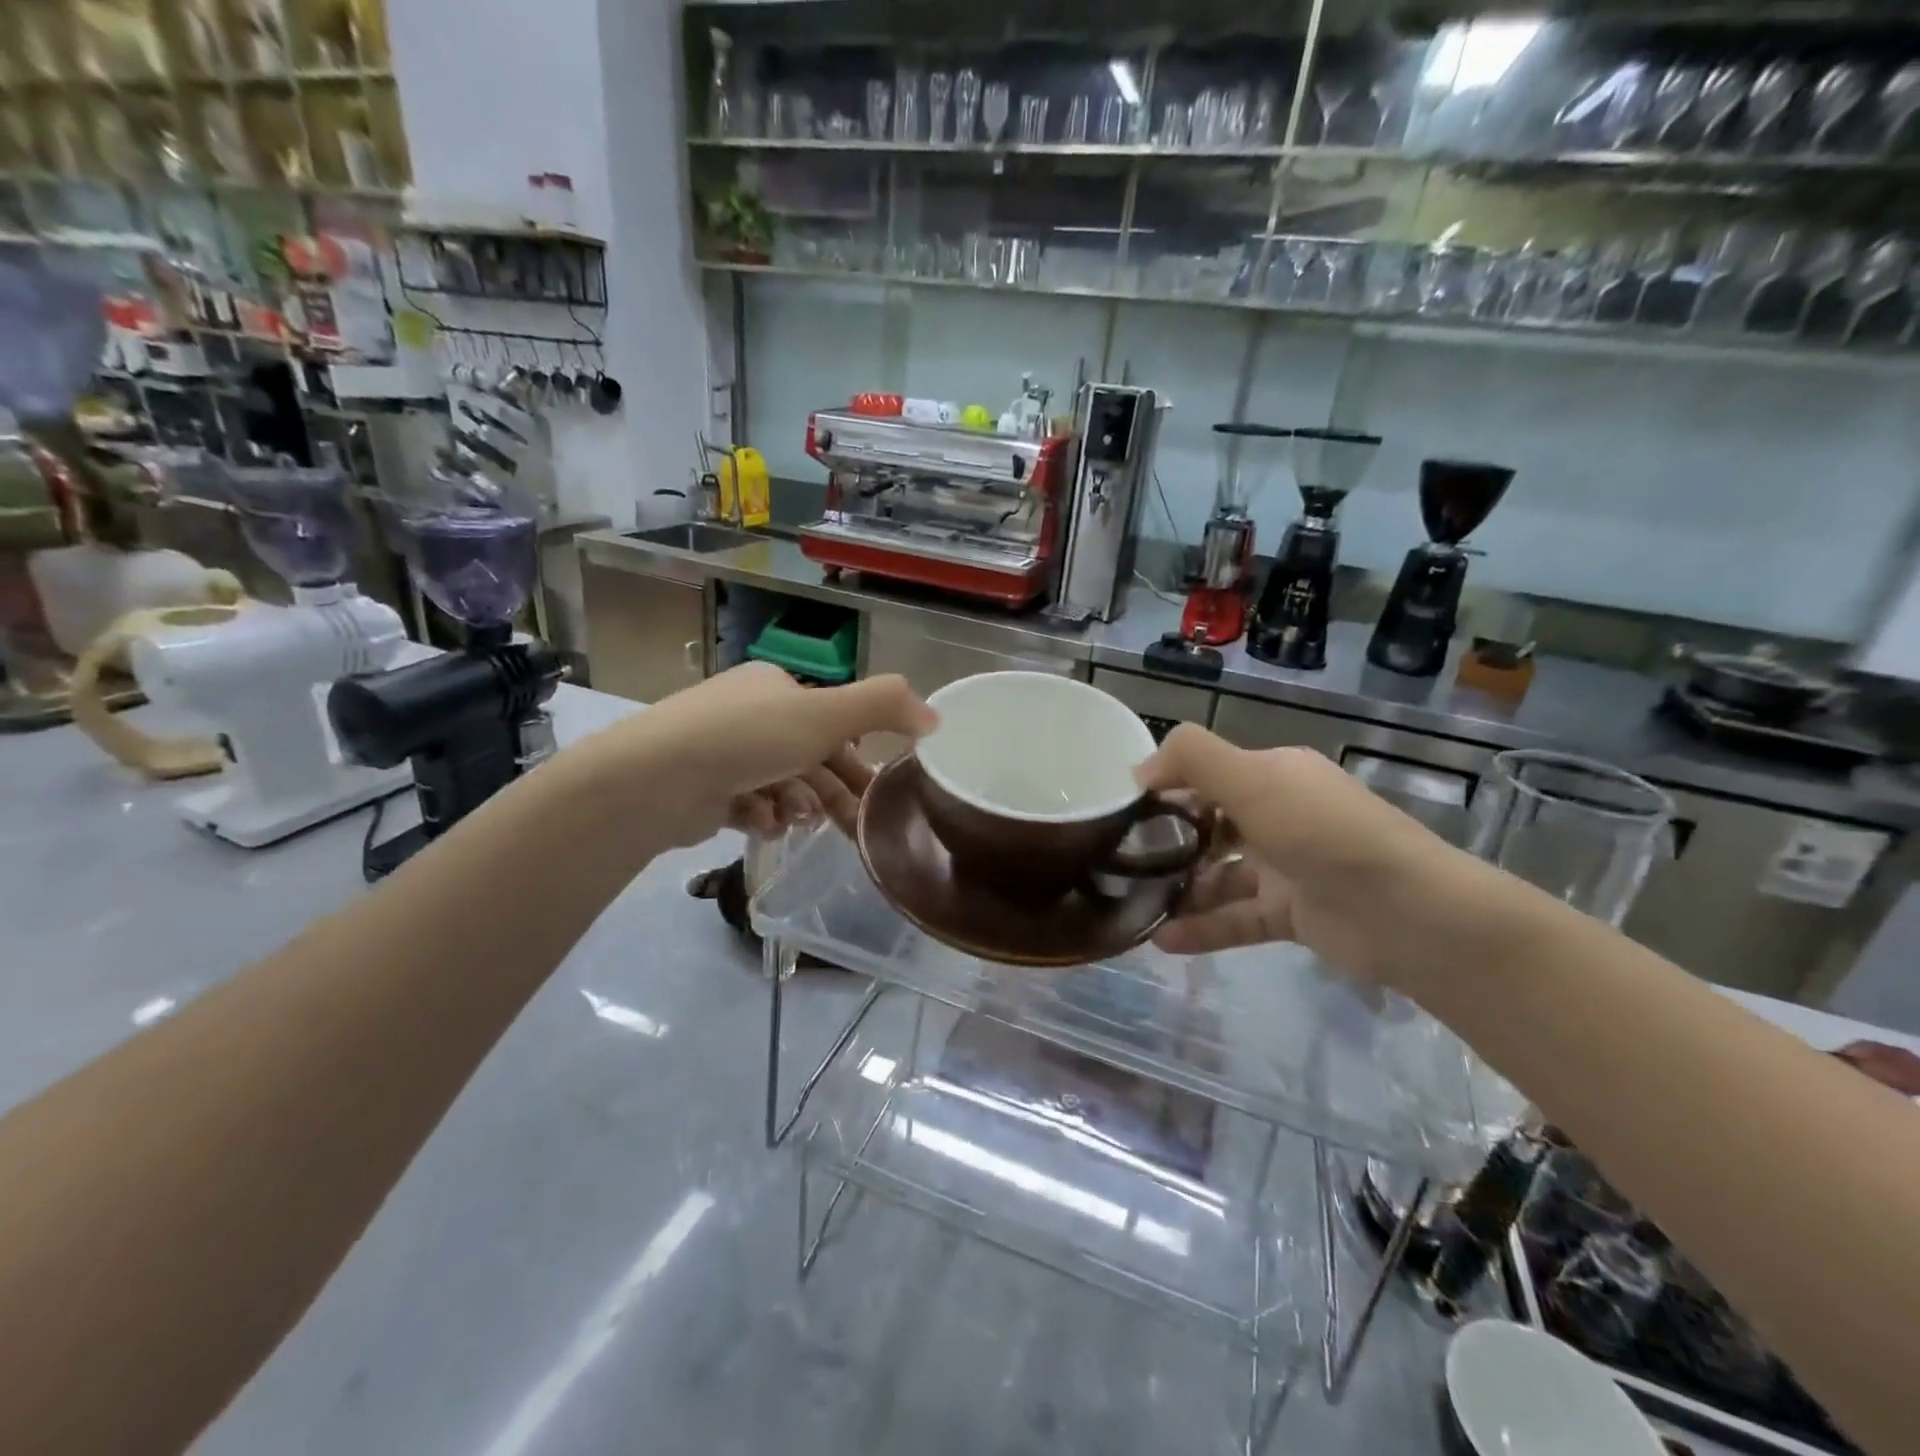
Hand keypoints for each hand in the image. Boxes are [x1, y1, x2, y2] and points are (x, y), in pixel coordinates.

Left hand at [598, 662, 934, 845]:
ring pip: (781, 783)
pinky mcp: (701, 790)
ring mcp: (720, 752)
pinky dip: (763, 816)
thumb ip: (883, 707)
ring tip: (798, 821)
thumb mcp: (826, 714)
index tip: (877, 789)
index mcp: (774, 687)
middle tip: (856, 826)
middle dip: (832, 790)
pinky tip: (765, 824)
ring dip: (798, 804)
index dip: (857, 755)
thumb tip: (935, 717)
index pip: (829, 721)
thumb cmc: (748, 739)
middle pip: (807, 756)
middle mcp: (747, 714)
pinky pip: (748, 804)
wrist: (654, 779)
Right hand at [1134, 724, 1457, 978]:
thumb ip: (1192, 759)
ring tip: (1135, 905)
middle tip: (1121, 860)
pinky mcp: (1292, 913)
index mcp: (1274, 775)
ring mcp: (1287, 867)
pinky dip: (1203, 928)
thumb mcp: (1252, 779)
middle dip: (1167, 841)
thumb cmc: (1322, 833)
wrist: (1408, 914)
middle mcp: (1280, 815)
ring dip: (1180, 889)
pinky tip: (1162, 941)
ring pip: (1220, 875)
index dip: (1165, 788)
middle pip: (1210, 824)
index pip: (1207, 773)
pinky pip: (1236, 917)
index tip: (1120, 811)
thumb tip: (1139, 770)